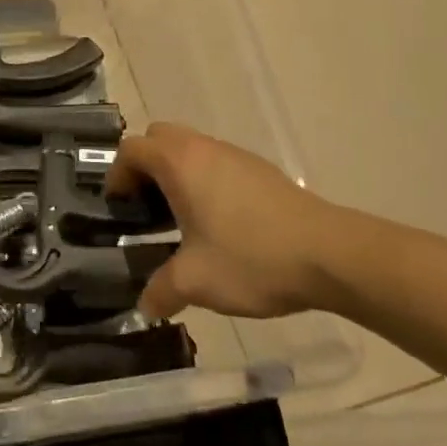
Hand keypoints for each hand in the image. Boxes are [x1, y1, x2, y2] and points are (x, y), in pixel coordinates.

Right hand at [106, 123, 347, 320]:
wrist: (330, 254)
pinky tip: (218, 224)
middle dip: (145, 166)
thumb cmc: (251, 258)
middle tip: (145, 206)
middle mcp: (204, 148)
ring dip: (176, 173)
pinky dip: (203, 180)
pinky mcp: (260, 170)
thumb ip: (161, 291)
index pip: (131, 149)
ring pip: (191, 148)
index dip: (117, 175)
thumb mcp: (195, 281)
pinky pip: (217, 162)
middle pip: (159, 138)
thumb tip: (145, 307)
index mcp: (179, 163)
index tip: (119, 208)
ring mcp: (236, 155)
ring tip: (180, 219)